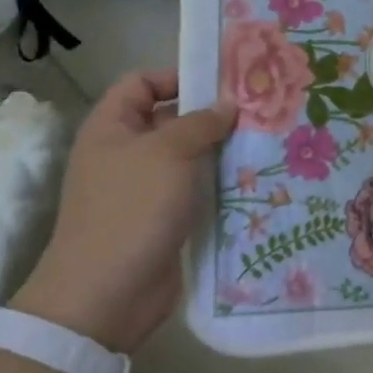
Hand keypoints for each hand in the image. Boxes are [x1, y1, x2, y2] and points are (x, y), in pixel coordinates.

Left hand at [12, 70, 236, 351]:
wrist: (106, 296)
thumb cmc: (131, 209)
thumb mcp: (167, 153)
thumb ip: (200, 122)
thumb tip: (227, 104)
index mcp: (112, 128)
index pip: (141, 83)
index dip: (176, 76)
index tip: (221, 83)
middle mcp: (126, 154)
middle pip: (170, 120)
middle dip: (211, 115)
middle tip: (258, 111)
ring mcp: (144, 190)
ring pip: (188, 158)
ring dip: (221, 152)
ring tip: (266, 143)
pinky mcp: (164, 221)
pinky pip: (195, 192)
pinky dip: (220, 186)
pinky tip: (254, 181)